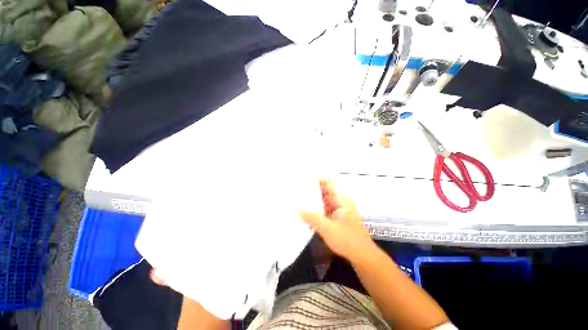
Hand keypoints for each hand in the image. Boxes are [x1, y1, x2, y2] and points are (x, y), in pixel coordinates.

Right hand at [300, 180, 374, 260]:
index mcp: (341, 200)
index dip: (317, 178)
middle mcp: (340, 203)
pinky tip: (306, 214)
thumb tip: (297, 210)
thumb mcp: (327, 228)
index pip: (328, 183)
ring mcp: (338, 211)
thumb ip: (312, 218)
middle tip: (298, 188)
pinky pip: (323, 210)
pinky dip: (316, 210)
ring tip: (299, 199)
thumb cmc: (348, 240)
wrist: (362, 256)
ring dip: (313, 200)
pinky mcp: (336, 219)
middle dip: (312, 189)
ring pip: (323, 201)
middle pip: (324, 191)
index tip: (304, 177)